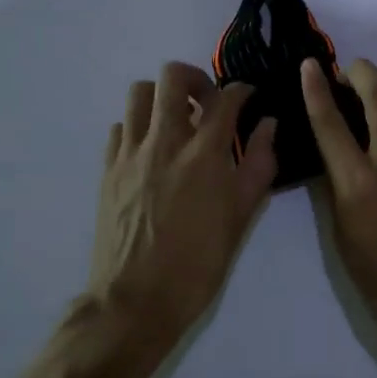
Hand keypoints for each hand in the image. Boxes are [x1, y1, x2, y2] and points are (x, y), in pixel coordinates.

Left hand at [82, 63, 276, 356]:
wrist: (137, 300)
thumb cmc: (199, 263)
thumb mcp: (241, 217)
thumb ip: (259, 165)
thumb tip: (267, 126)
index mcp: (204, 154)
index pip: (225, 99)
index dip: (241, 90)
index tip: (247, 97)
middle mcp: (165, 141)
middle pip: (172, 77)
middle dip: (195, 78)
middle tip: (207, 101)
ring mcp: (131, 153)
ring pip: (139, 93)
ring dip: (162, 97)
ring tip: (176, 120)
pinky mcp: (108, 169)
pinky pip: (120, 127)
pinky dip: (138, 126)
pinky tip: (151, 149)